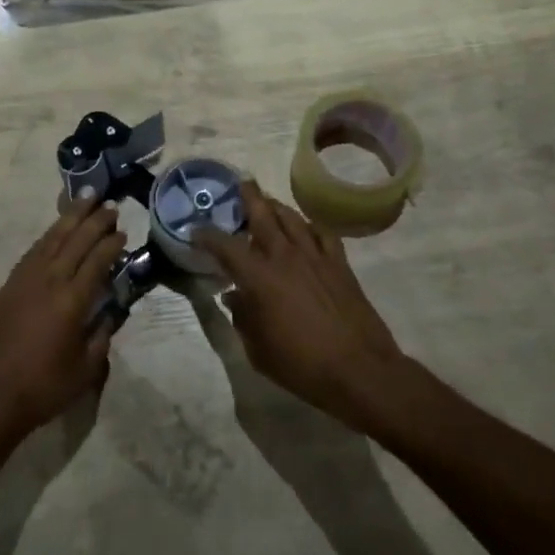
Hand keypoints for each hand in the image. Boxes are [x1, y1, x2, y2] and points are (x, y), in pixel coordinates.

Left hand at [0, 200, 125, 444]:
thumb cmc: (43, 389)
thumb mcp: (85, 369)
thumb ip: (102, 336)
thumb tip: (111, 312)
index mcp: (72, 301)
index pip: (97, 260)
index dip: (112, 243)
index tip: (123, 231)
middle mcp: (48, 281)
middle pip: (75, 241)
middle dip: (95, 221)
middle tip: (110, 205)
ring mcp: (24, 281)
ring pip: (51, 239)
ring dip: (69, 218)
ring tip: (84, 200)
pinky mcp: (7, 287)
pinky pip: (32, 252)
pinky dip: (48, 237)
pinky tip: (55, 232)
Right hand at [196, 181, 405, 428]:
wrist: (359, 370)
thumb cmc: (301, 365)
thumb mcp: (258, 349)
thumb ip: (242, 317)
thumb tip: (234, 296)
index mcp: (259, 278)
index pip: (225, 246)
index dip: (207, 235)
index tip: (196, 231)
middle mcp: (285, 257)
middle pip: (263, 215)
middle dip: (249, 197)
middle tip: (241, 184)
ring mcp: (315, 257)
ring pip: (293, 218)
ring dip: (277, 207)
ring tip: (269, 203)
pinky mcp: (339, 264)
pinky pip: (323, 233)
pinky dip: (310, 226)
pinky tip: (306, 229)